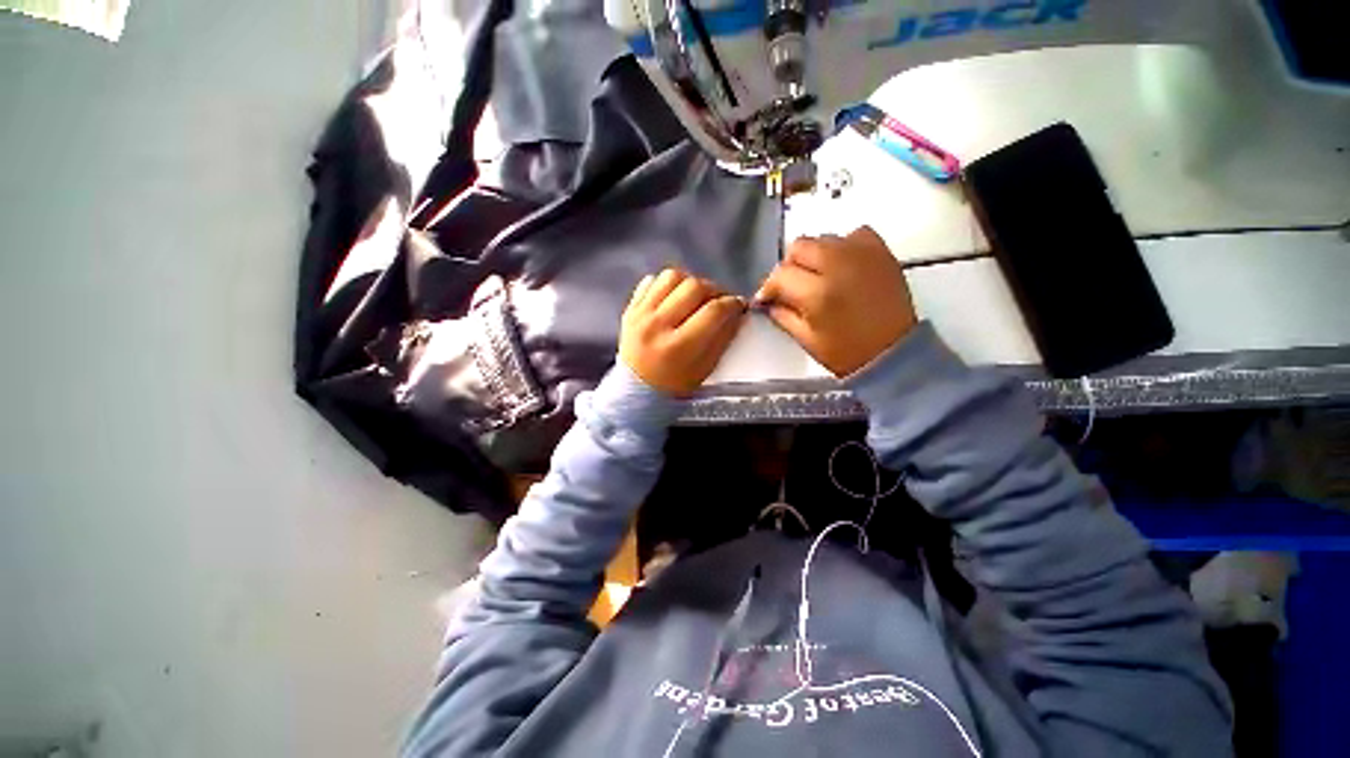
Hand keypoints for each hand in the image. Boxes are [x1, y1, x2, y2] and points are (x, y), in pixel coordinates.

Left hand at [620, 269, 747, 396]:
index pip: (713, 311)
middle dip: (715, 290)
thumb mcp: (705, 369)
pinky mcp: (629, 309)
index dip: (732, 304)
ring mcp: (639, 315)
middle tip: (719, 300)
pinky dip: (667, 285)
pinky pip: (651, 281)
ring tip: (695, 297)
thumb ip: (723, 338)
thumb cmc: (675, 386)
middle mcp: (657, 326)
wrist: (635, 392)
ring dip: (690, 282)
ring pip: (672, 276)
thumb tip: (737, 311)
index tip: (739, 305)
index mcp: (678, 347)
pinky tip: (674, 298)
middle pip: (694, 287)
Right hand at [755, 226, 916, 376]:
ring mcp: (862, 254)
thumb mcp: (806, 340)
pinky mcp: (881, 251)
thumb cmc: (847, 353)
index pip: (780, 275)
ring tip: (816, 277)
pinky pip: (852, 235)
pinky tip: (841, 266)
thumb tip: (767, 300)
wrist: (894, 352)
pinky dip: (841, 247)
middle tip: (790, 286)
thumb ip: (781, 315)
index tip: (766, 299)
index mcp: (818, 293)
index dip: (768, 288)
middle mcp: (839, 265)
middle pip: (799, 247)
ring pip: (822, 239)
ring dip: (812, 257)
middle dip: (788, 267)